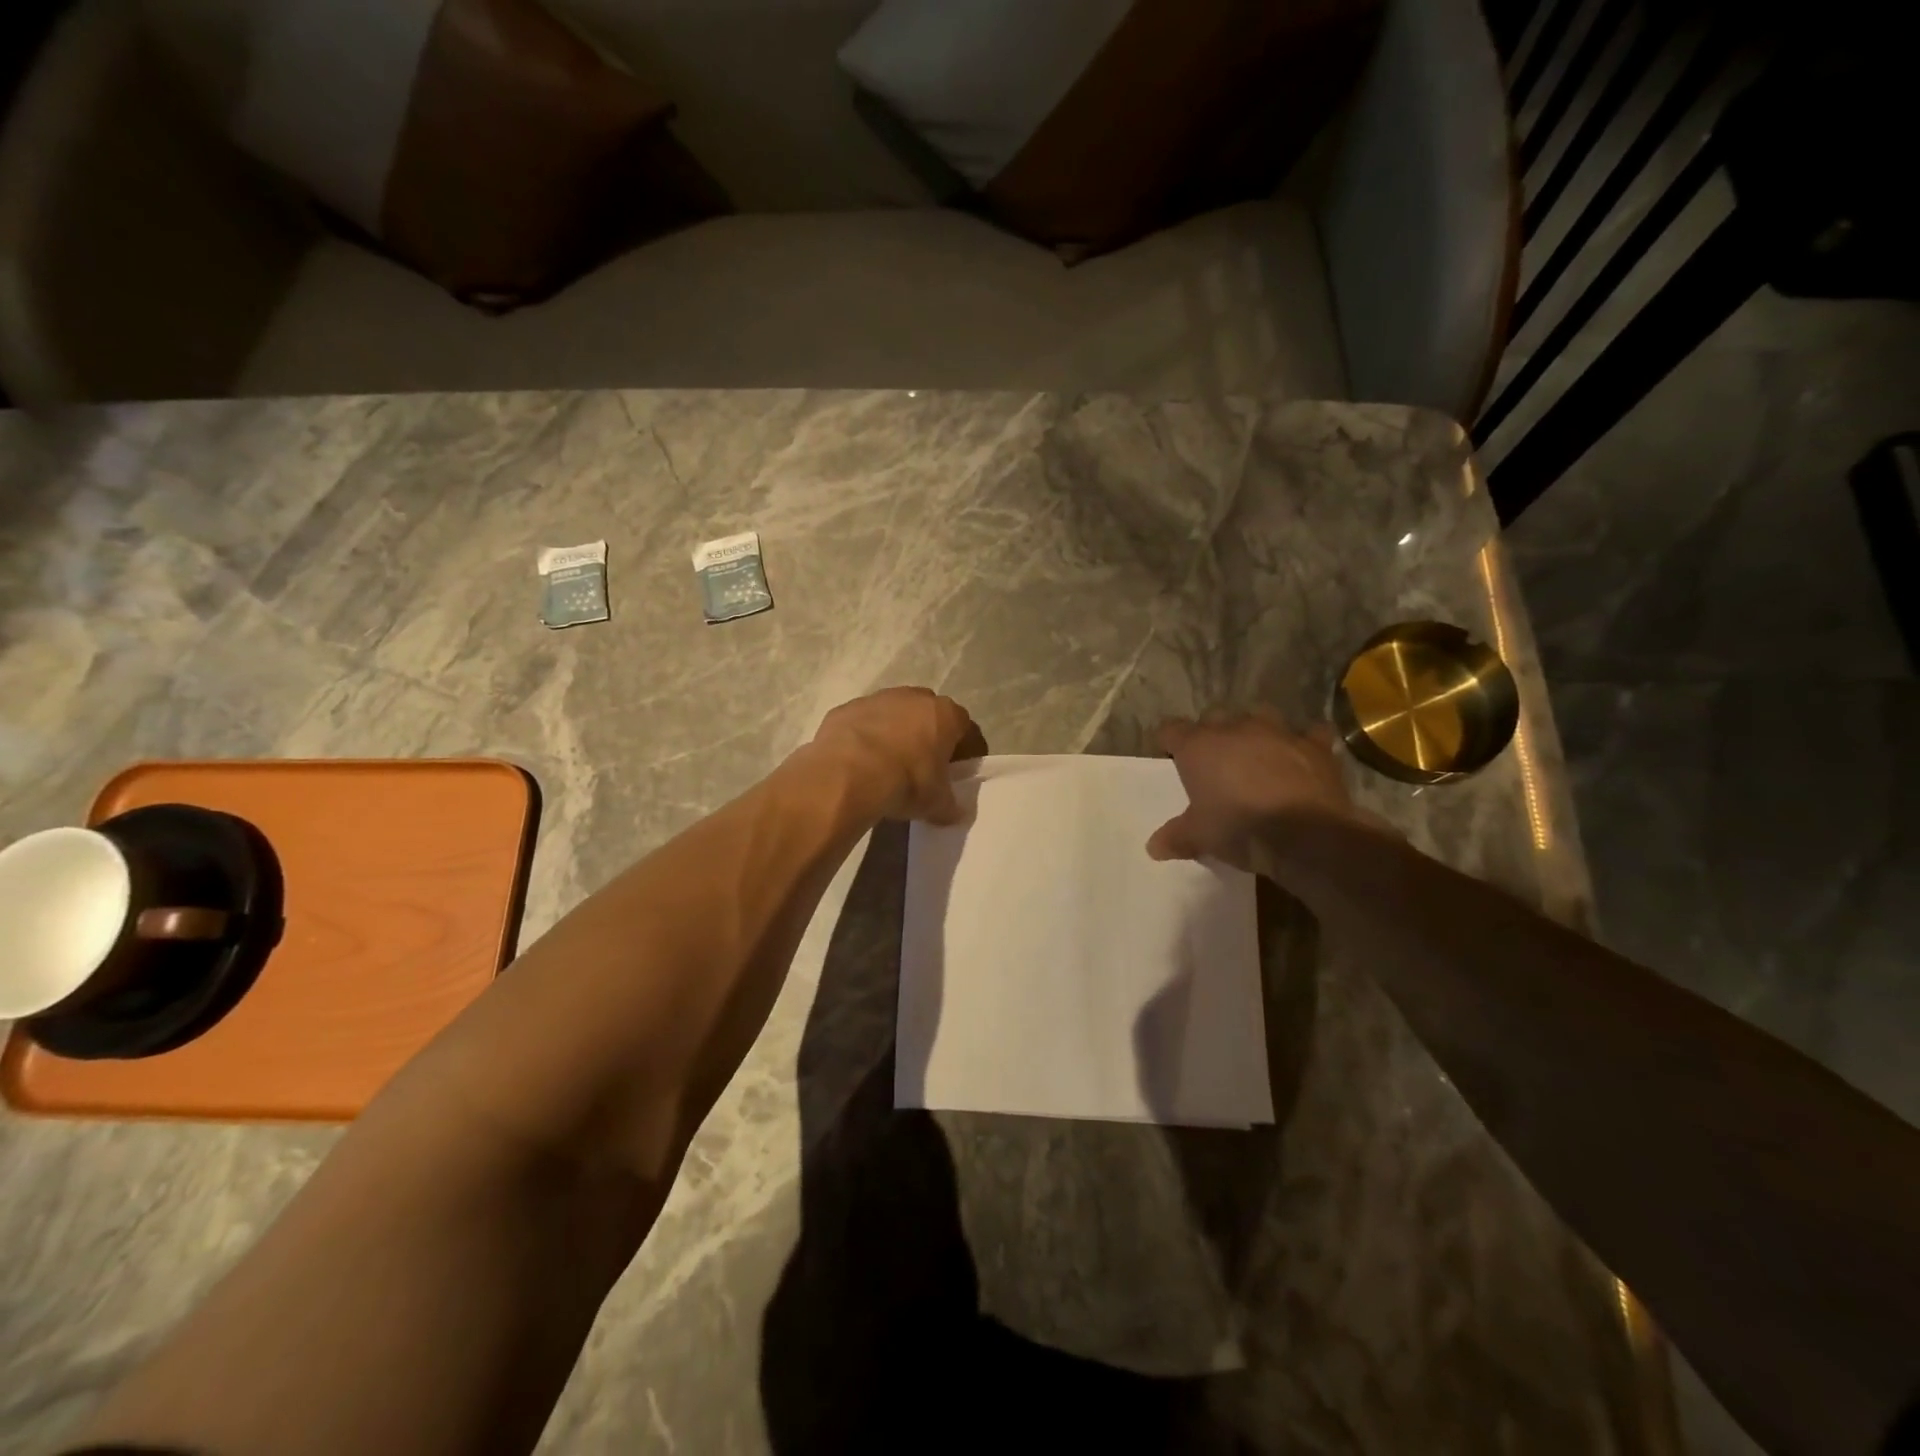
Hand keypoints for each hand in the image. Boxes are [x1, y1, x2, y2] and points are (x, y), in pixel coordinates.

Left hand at [807, 686, 978, 824]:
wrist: (848, 774)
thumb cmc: (906, 782)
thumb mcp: (936, 803)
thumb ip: (949, 805)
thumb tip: (953, 812)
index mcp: (945, 714)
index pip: (964, 728)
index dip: (963, 750)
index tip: (955, 771)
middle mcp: (914, 697)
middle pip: (928, 714)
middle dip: (927, 736)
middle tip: (922, 766)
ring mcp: (878, 699)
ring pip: (893, 714)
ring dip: (894, 733)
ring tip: (887, 765)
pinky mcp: (847, 708)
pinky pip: (863, 722)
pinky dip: (864, 737)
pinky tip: (859, 762)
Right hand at [1148, 708, 1374, 868]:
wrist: (1306, 835)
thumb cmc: (1239, 829)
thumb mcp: (1199, 838)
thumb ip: (1175, 837)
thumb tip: (1154, 847)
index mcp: (1199, 746)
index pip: (1171, 729)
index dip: (1169, 742)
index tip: (1172, 758)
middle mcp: (1235, 729)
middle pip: (1214, 717)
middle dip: (1212, 734)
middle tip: (1214, 762)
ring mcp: (1277, 732)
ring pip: (1259, 714)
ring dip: (1254, 730)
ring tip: (1256, 752)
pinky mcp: (1314, 745)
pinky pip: (1310, 733)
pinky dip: (1305, 742)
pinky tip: (1304, 756)